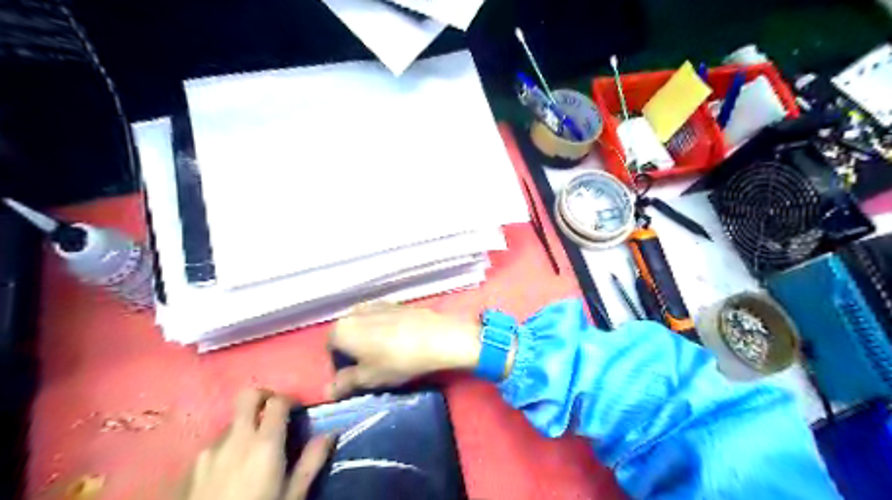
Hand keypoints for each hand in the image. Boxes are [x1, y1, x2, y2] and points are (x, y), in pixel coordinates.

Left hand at [177, 390, 331, 498]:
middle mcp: (235, 439)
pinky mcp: (193, 465)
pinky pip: (217, 442)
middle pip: (248, 396)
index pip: (277, 401)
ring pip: (233, 420)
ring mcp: (210, 450)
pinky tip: (234, 467)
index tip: (297, 411)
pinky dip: (230, 444)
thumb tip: (330, 433)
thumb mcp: (293, 495)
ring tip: (255, 450)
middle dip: (265, 397)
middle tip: (276, 412)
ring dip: (247, 425)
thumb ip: (312, 461)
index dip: (290, 400)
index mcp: (264, 444)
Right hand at [327, 302, 480, 399]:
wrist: (436, 337)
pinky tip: (399, 341)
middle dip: (354, 350)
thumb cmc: (396, 360)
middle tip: (371, 367)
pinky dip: (383, 329)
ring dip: (368, 339)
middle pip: (347, 334)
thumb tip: (328, 391)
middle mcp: (354, 311)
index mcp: (341, 329)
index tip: (356, 377)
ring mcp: (375, 304)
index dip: (340, 366)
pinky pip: (380, 318)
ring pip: (364, 325)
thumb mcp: (368, 378)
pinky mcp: (395, 303)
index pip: (330, 349)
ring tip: (387, 355)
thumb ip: (345, 383)